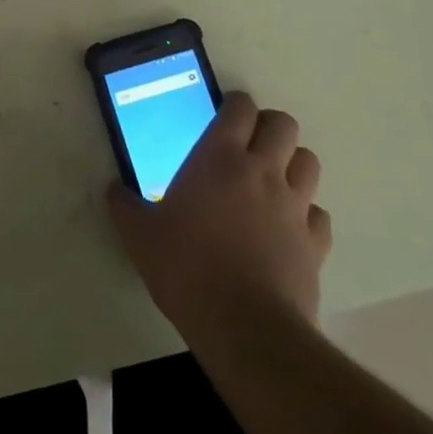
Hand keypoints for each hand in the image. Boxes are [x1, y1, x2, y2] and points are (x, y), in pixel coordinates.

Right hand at [106, 92, 331, 332]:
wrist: (245, 328)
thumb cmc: (187, 268)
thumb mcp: (139, 235)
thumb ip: (124, 205)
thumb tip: (113, 189)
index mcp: (219, 157)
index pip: (240, 107)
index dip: (234, 105)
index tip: (222, 116)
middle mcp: (262, 171)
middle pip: (283, 124)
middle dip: (268, 127)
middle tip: (247, 146)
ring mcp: (294, 206)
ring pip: (308, 162)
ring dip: (292, 164)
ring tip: (271, 181)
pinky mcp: (315, 244)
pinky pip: (319, 214)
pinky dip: (307, 215)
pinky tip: (288, 229)